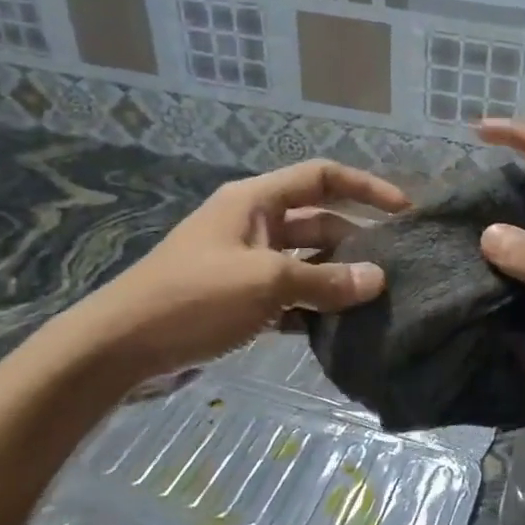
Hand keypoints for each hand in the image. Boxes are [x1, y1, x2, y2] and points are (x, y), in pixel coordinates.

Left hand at [59, 160, 407, 378]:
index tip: (404, 211)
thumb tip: (378, 279)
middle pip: (317, 220)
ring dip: (335, 277)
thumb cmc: (195, 297)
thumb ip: (326, 280)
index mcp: (255, 201)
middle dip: (355, 239)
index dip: (366, 188)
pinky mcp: (238, 300)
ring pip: (305, 261)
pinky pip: (287, 295)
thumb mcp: (266, 282)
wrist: (120, 347)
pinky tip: (339, 328)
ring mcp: (244, 263)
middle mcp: (252, 224)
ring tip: (377, 299)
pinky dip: (311, 307)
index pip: (322, 177)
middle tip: (396, 266)